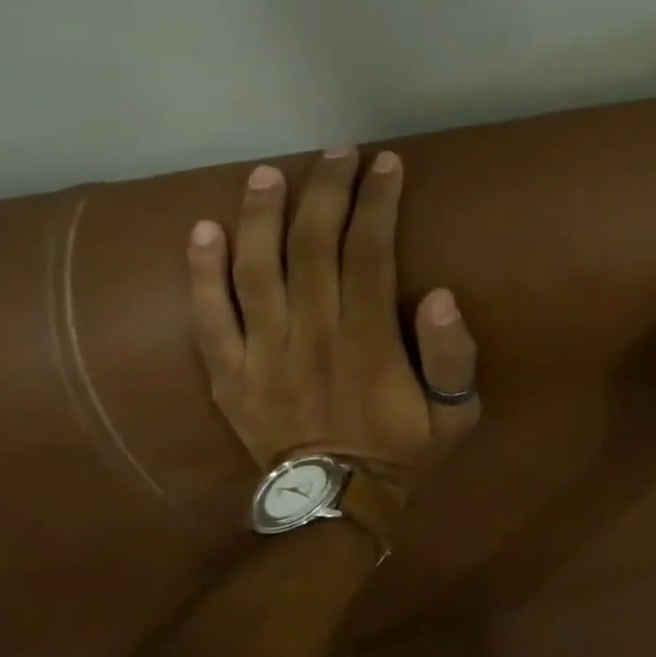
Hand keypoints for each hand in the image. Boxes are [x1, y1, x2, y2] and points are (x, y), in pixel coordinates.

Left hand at [187, 149, 481, 498]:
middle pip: (314, 246)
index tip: (385, 164)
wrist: (336, 504)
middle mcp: (312, 336)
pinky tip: (202, 229)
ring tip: (268, 173)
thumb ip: (453, 357)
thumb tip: (442, 295)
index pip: (370, 254)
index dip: (378, 203)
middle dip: (328, 191)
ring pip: (255, 270)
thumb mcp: (455, 414)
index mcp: (369, 343)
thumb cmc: (403, 450)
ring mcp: (263, 354)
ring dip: (261, 216)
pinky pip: (207, 317)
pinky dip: (200, 272)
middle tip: (337, 152)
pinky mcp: (228, 373)